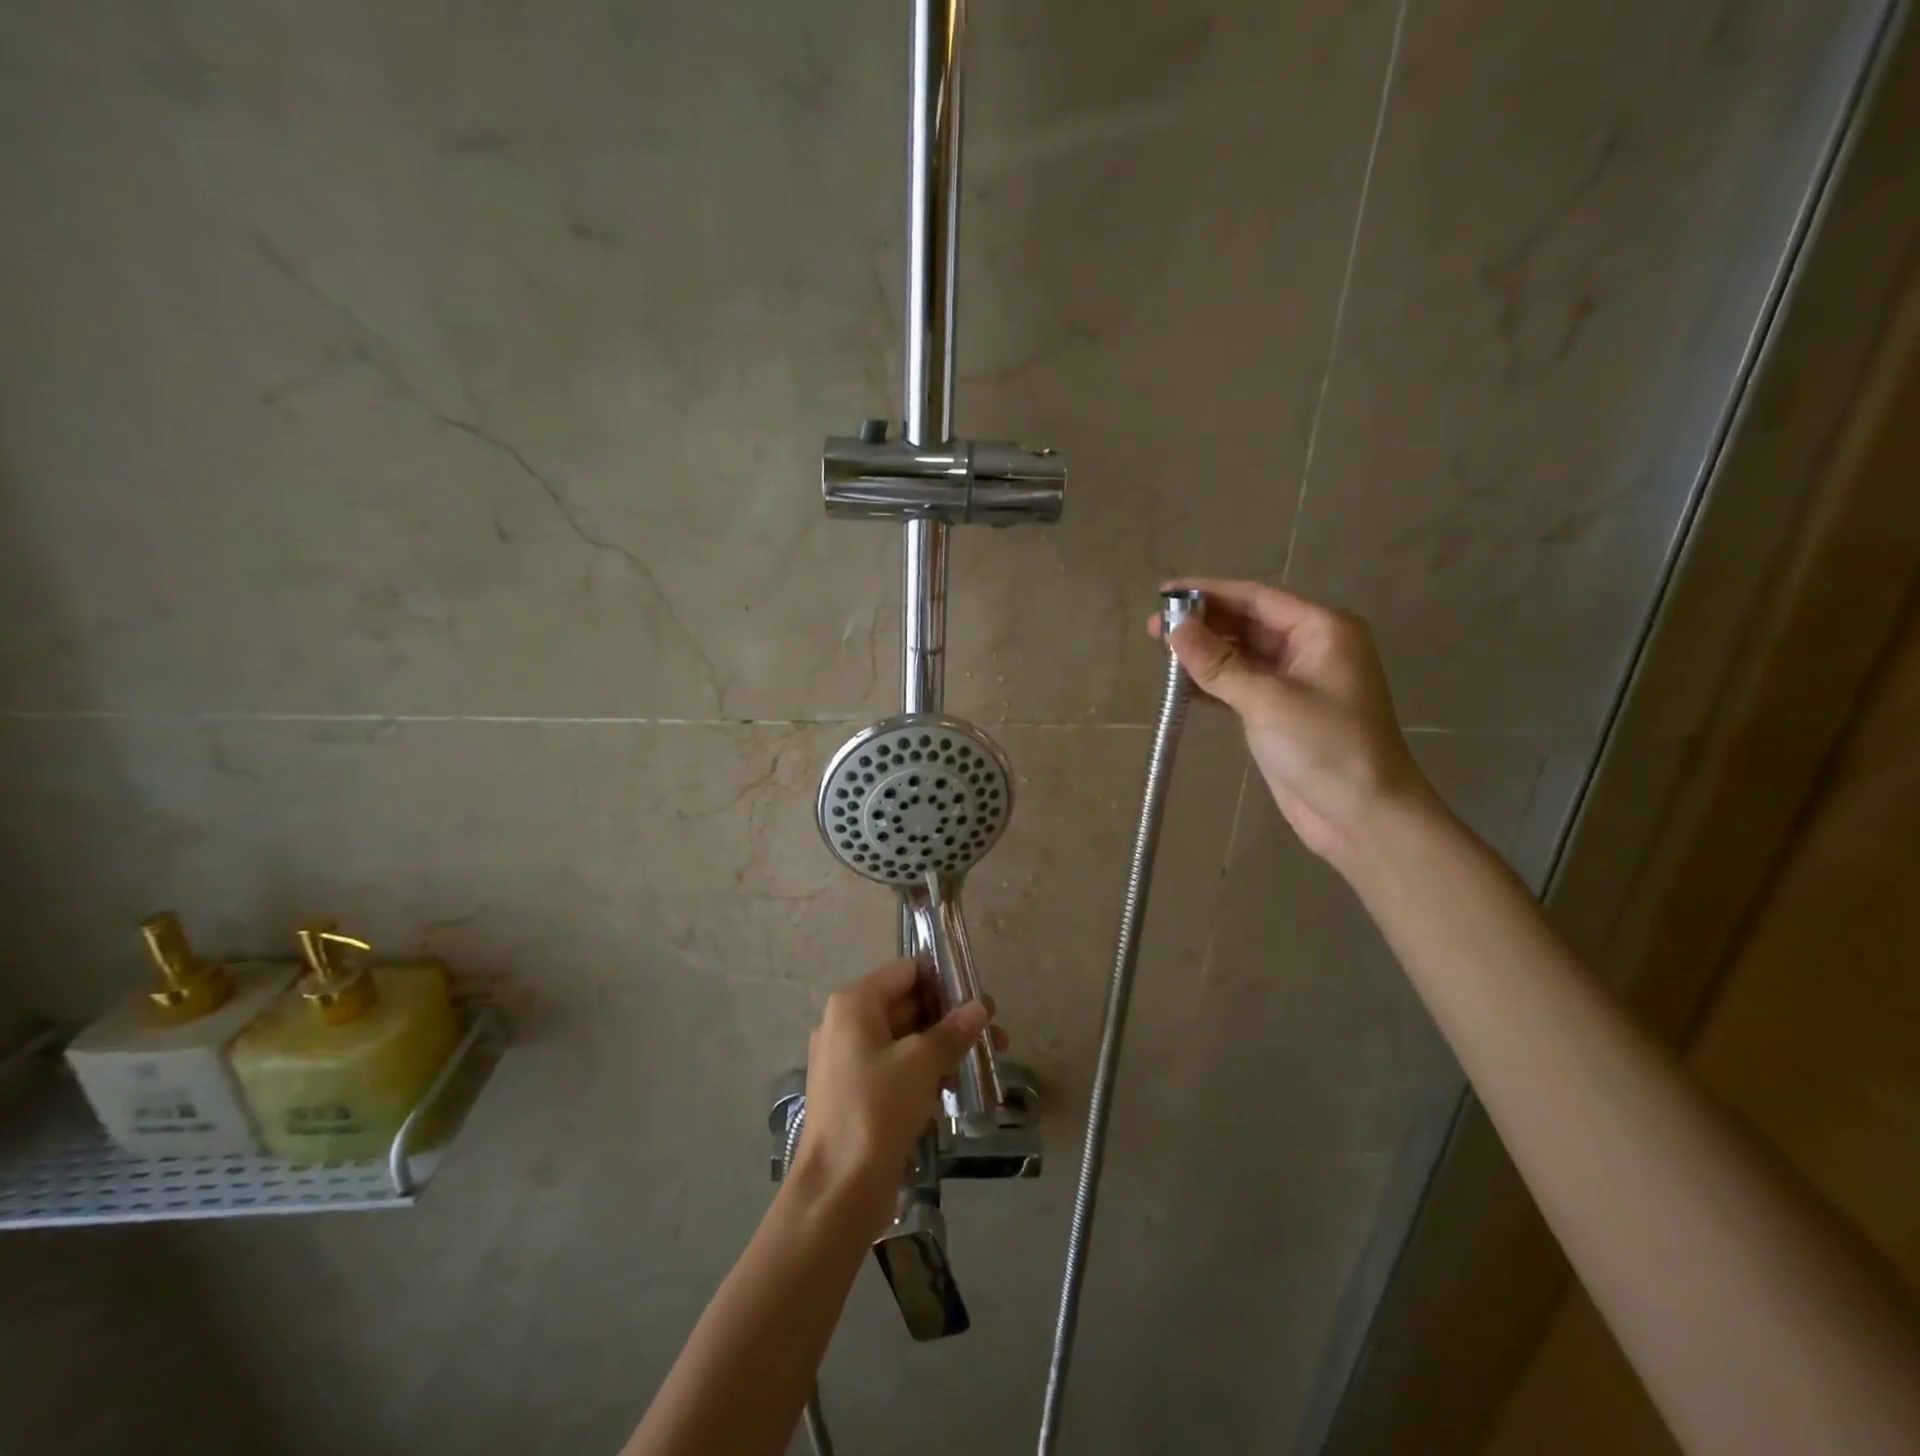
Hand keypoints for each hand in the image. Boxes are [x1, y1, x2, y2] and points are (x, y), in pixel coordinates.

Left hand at [792, 959, 1002, 1238]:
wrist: (838, 1190)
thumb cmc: (877, 1109)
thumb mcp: (922, 1063)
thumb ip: (953, 1030)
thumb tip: (982, 1006)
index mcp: (854, 1003)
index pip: (906, 971)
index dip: (944, 979)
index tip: (979, 997)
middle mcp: (846, 1023)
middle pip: (906, 1003)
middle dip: (950, 1017)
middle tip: (994, 1032)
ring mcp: (848, 1059)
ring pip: (904, 1038)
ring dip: (943, 1046)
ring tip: (986, 1062)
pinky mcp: (856, 1091)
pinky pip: (896, 1066)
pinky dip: (925, 1070)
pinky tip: (957, 1087)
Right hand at [1150, 578, 1433, 863]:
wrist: (1362, 816)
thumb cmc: (1325, 747)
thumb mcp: (1267, 700)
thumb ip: (1218, 664)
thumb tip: (1174, 629)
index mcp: (1322, 630)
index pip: (1257, 599)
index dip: (1209, 594)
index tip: (1164, 593)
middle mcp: (1310, 648)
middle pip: (1248, 624)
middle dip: (1203, 624)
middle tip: (1153, 628)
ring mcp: (1295, 682)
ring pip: (1241, 655)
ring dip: (1203, 654)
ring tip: (1158, 651)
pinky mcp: (1280, 712)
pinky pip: (1240, 685)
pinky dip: (1211, 683)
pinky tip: (1178, 683)